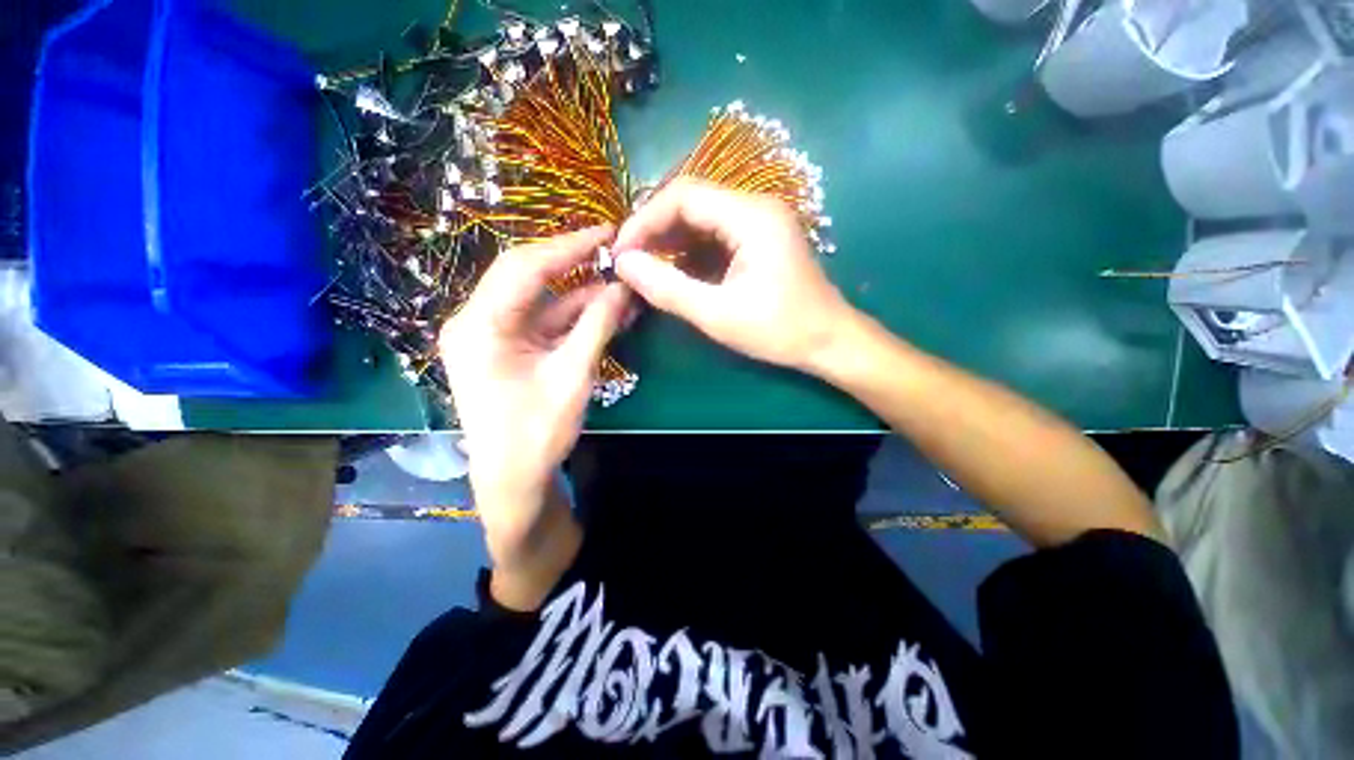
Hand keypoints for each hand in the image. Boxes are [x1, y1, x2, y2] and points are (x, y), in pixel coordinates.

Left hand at [440, 226, 629, 569]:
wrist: (514, 481)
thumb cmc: (537, 434)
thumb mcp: (573, 376)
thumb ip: (597, 326)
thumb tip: (624, 287)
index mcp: (479, 326)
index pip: (525, 268)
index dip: (568, 247)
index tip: (606, 233)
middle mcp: (477, 322)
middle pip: (527, 276)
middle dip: (573, 263)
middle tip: (612, 251)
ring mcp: (491, 335)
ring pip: (539, 299)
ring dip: (579, 292)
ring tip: (618, 283)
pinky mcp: (507, 349)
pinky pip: (542, 321)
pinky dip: (573, 315)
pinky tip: (605, 308)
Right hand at [613, 179, 855, 375]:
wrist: (829, 341)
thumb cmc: (779, 330)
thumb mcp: (718, 314)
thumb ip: (667, 288)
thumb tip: (623, 264)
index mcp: (751, 216)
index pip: (683, 196)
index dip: (644, 220)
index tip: (620, 253)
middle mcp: (756, 206)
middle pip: (691, 201)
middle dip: (655, 230)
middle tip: (629, 261)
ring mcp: (760, 221)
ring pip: (701, 218)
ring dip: (670, 241)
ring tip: (646, 268)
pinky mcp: (760, 238)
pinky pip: (715, 234)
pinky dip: (690, 251)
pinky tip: (676, 272)